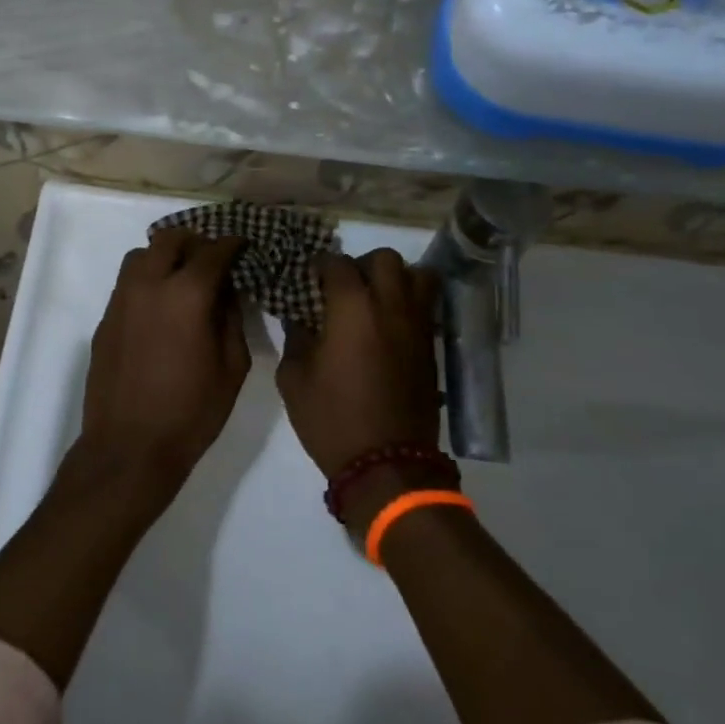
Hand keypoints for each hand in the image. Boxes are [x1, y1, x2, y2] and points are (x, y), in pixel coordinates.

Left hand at [80, 228, 251, 489]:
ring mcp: (121, 300)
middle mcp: (149, 285)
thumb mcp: (232, 368)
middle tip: (212, 259)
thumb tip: (227, 291)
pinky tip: (159, 306)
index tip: (243, 245)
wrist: (129, 448)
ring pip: (141, 255)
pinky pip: (127, 282)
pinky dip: (146, 280)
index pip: (213, 251)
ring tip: (182, 277)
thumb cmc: (191, 413)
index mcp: (186, 294)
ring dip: (165, 256)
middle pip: (170, 239)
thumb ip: (232, 319)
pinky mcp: (105, 319)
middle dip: (195, 241)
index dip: (232, 244)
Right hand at [277, 249, 441, 480]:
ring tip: (375, 299)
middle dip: (362, 264)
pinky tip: (389, 325)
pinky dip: (409, 303)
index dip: (320, 265)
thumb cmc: (332, 420)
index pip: (338, 264)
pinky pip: (426, 306)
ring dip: (395, 278)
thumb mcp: (294, 379)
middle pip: (384, 258)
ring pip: (417, 275)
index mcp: (352, 309)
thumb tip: (301, 318)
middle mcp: (390, 307)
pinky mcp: (431, 347)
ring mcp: (417, 326)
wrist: (388, 464)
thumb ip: (295, 338)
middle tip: (345, 287)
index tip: (310, 277)